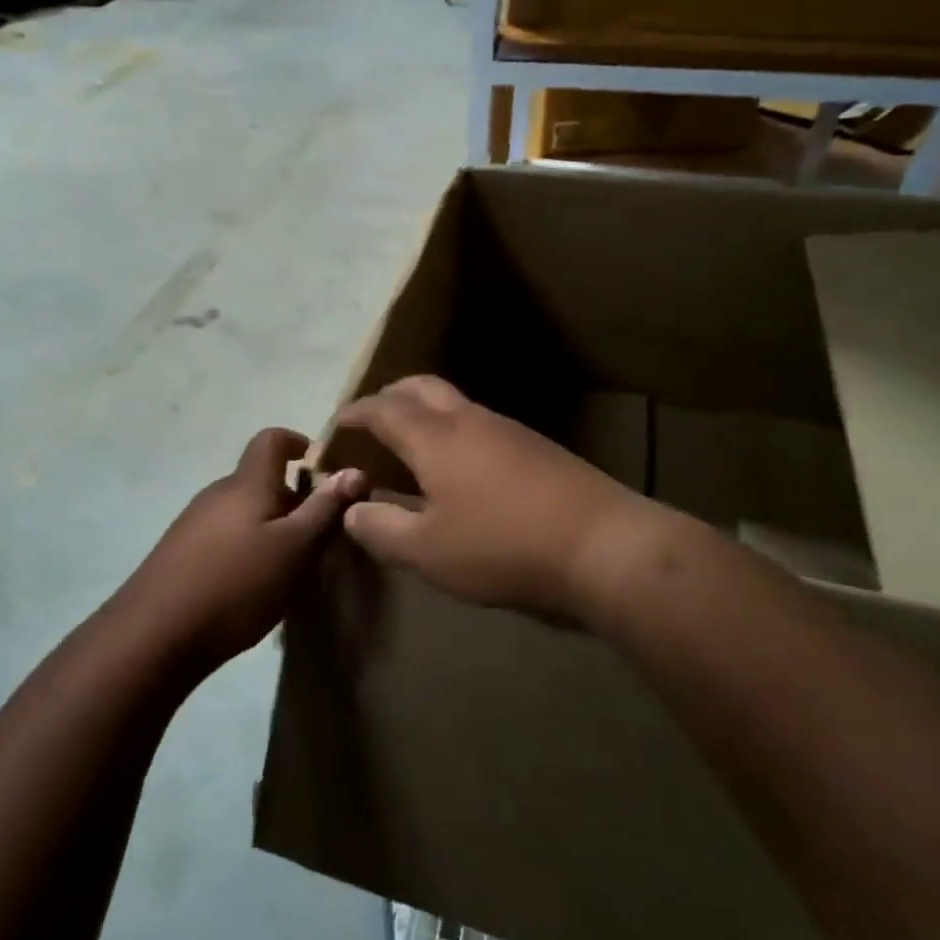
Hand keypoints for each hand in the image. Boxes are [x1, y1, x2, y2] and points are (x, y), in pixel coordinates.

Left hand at [123, 428, 365, 666]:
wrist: (155, 634)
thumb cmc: (237, 583)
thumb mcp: (295, 549)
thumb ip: (325, 509)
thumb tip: (354, 470)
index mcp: (247, 483)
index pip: (272, 439)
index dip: (299, 443)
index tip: (323, 470)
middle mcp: (218, 492)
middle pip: (261, 479)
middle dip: (293, 500)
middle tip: (318, 536)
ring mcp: (194, 522)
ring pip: (244, 511)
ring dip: (271, 527)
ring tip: (289, 567)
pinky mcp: (180, 552)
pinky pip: (225, 535)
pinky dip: (247, 548)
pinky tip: (252, 587)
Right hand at [336, 376, 656, 618]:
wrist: (602, 543)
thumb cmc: (502, 545)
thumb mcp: (428, 551)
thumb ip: (381, 529)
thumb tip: (352, 510)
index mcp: (435, 437)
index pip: (383, 409)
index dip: (356, 413)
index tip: (336, 423)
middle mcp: (469, 420)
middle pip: (421, 387)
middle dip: (391, 396)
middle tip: (373, 420)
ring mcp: (508, 429)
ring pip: (455, 403)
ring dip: (425, 412)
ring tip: (412, 445)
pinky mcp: (536, 447)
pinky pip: (480, 424)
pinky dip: (453, 431)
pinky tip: (460, 468)